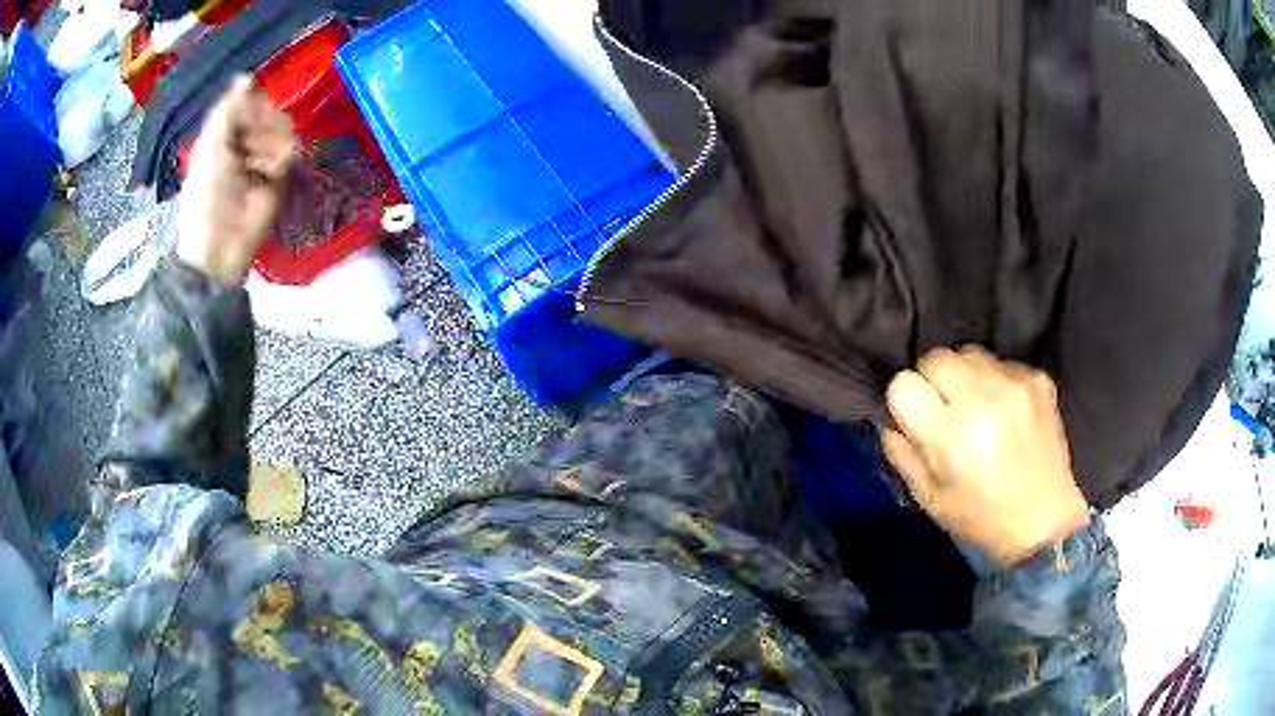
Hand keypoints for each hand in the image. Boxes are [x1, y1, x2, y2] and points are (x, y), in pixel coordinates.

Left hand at [177, 76, 295, 286]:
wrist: (221, 243)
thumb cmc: (206, 196)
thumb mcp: (210, 147)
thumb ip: (227, 110)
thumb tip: (246, 76)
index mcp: (224, 134)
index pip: (248, 101)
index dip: (251, 103)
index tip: (248, 114)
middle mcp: (246, 141)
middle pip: (268, 110)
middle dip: (261, 124)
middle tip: (248, 144)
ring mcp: (264, 158)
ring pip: (283, 127)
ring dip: (269, 142)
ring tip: (256, 165)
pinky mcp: (280, 176)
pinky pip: (291, 150)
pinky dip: (280, 158)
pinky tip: (269, 173)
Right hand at [883, 346, 1088, 566]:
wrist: (1044, 522)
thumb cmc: (981, 519)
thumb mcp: (930, 499)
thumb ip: (903, 455)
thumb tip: (892, 421)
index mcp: (952, 436)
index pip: (904, 384)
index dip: (905, 401)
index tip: (916, 419)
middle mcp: (983, 400)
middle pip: (935, 358)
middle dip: (931, 381)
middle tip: (944, 410)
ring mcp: (1015, 385)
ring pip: (968, 353)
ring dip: (963, 376)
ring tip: (976, 407)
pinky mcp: (1038, 379)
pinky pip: (1000, 363)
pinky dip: (994, 381)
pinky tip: (1003, 410)